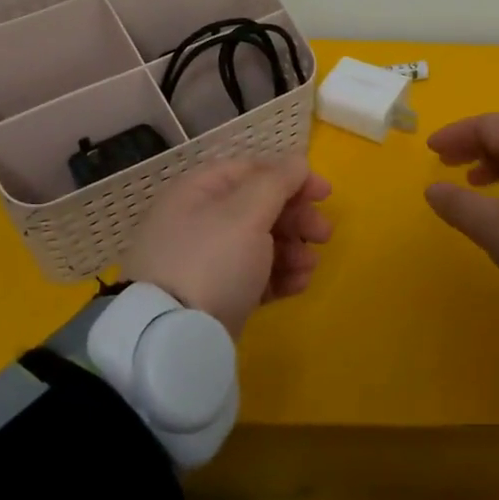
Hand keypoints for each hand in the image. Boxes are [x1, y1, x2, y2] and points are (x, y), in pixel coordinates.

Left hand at [120, 155, 332, 337]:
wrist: (174, 338)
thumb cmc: (212, 261)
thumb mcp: (246, 213)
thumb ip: (277, 182)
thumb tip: (297, 160)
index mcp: (198, 192)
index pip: (251, 171)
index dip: (290, 177)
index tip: (324, 194)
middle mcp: (199, 222)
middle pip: (258, 208)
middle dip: (296, 219)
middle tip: (324, 234)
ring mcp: (206, 262)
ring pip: (260, 244)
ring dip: (293, 250)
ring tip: (310, 266)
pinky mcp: (216, 296)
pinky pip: (254, 277)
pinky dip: (279, 277)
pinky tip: (299, 285)